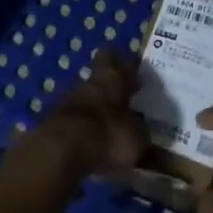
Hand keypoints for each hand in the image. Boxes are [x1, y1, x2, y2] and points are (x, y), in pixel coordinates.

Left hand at [22, 50, 147, 181]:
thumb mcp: (137, 141)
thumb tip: (162, 154)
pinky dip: (81, 131)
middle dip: (110, 89)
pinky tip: (90, 147)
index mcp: (112, 78)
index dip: (125, 62)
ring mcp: (66, 102)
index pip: (117, 58)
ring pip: (84, 99)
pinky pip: (72, 122)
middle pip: (98, 78)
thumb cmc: (107, 135)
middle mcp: (88, 83)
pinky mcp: (51, 123)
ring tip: (108, 129)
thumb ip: (146, 143)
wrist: (59, 152)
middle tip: (124, 102)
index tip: (134, 71)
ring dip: (94, 111)